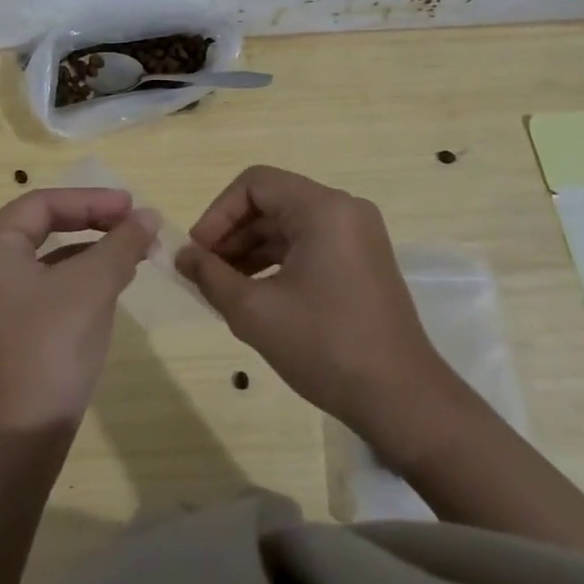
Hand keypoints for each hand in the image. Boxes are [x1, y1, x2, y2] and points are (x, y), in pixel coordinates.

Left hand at [0, 189, 159, 431]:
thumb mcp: (93, 285)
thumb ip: (122, 243)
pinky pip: (47, 279)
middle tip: (135, 221)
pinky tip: (114, 276)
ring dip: (92, 246)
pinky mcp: (11, 318)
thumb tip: (150, 216)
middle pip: (43, 224)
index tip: (133, 205)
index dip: (91, 200)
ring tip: (134, 247)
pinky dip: (81, 272)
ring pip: (48, 252)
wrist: (26, 430)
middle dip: (93, 221)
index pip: (43, 204)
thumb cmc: (53, 344)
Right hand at [176, 166, 465, 449]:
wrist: (401, 400)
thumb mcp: (254, 311)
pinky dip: (276, 261)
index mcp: (323, 208)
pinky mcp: (361, 261)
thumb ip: (210, 275)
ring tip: (223, 286)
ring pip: (288, 225)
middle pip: (272, 201)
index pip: (255, 184)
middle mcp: (344, 210)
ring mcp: (357, 235)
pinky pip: (308, 244)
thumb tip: (181, 256)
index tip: (197, 251)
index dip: (217, 213)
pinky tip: (254, 292)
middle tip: (204, 271)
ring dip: (251, 249)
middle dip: (232, 233)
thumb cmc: (324, 346)